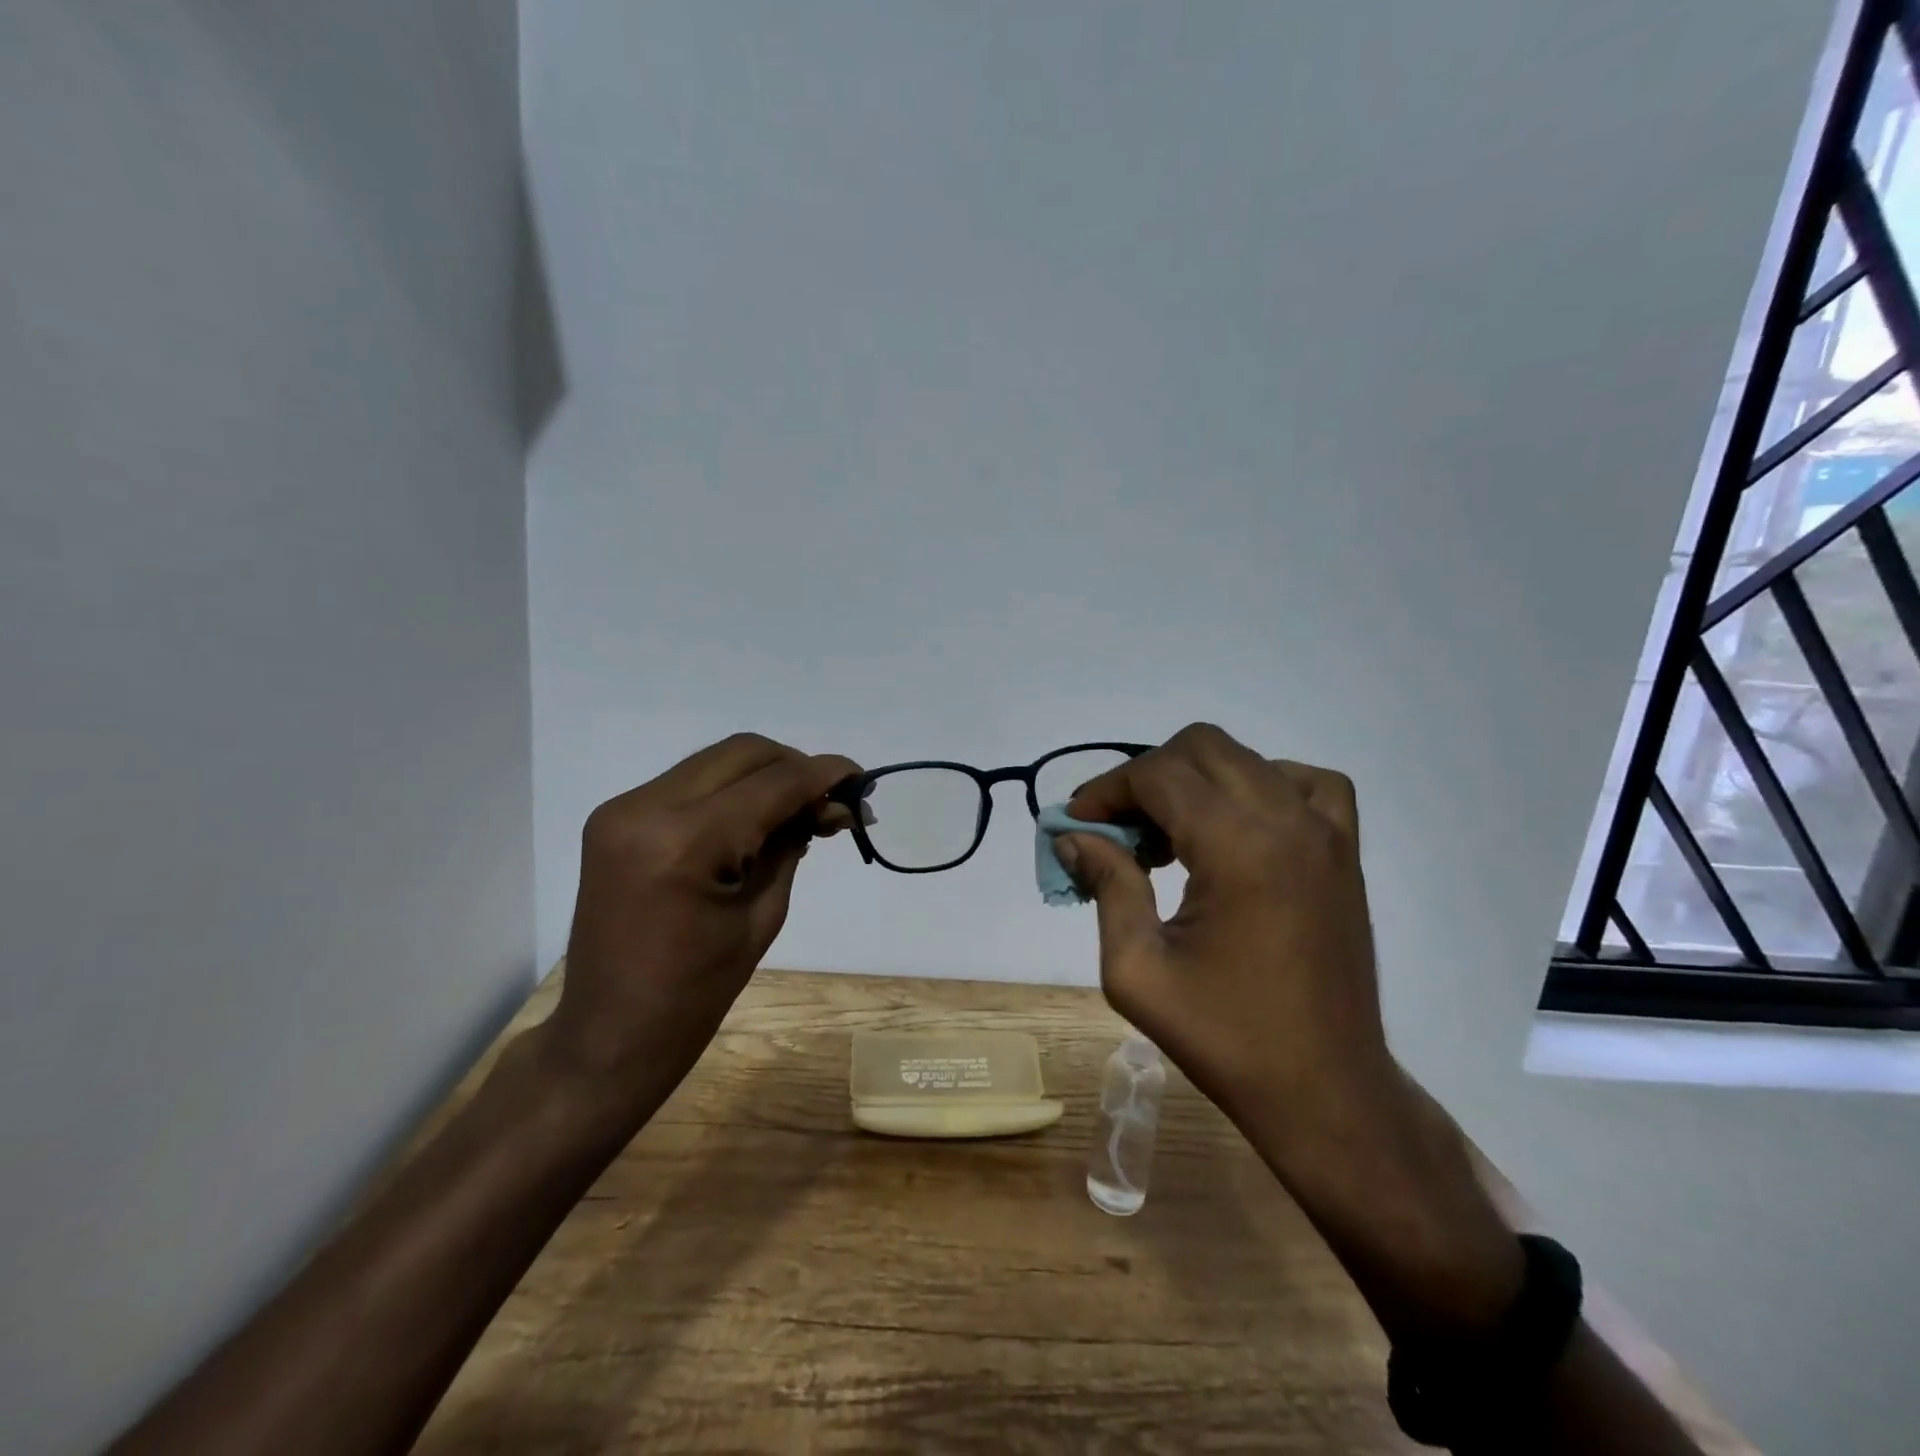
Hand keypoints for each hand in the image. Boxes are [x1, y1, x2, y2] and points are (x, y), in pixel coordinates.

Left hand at [546, 733, 859, 1123]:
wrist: (609, 1034)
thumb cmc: (695, 994)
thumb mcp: (762, 916)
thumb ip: (793, 847)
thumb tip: (828, 807)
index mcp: (683, 842)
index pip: (772, 783)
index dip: (823, 774)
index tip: (860, 778)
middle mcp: (646, 808)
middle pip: (743, 753)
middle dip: (795, 767)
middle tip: (830, 801)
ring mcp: (623, 809)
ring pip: (716, 761)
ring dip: (765, 776)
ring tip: (799, 811)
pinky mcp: (616, 818)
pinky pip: (690, 783)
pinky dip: (731, 791)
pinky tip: (755, 821)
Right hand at [1060, 722, 1391, 1134]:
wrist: (1326, 1089)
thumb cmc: (1225, 1037)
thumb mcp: (1137, 969)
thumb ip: (1107, 886)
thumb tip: (1074, 837)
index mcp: (1237, 847)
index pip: (1158, 775)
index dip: (1107, 790)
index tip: (1077, 822)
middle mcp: (1287, 820)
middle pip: (1201, 747)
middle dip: (1146, 775)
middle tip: (1118, 828)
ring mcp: (1326, 832)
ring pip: (1247, 758)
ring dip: (1196, 779)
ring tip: (1170, 834)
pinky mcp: (1346, 851)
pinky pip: (1305, 783)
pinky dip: (1262, 784)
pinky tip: (1239, 825)